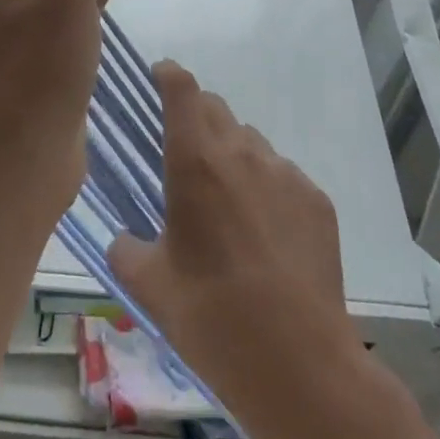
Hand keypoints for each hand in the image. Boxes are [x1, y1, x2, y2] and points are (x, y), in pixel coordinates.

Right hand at [109, 62, 358, 401]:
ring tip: (229, 208)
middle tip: (186, 157)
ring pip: (250, 143)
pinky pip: (283, 176)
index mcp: (194, 160)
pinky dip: (267, 189)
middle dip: (196, 118)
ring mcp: (284, 173)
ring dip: (232, 156)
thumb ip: (126, 250)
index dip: (168, 74)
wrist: (299, 364)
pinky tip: (266, 237)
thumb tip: (123, 239)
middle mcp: (241, 152)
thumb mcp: (150, 287)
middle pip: (215, 108)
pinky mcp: (316, 200)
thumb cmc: (212, 317)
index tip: (158, 76)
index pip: (181, 88)